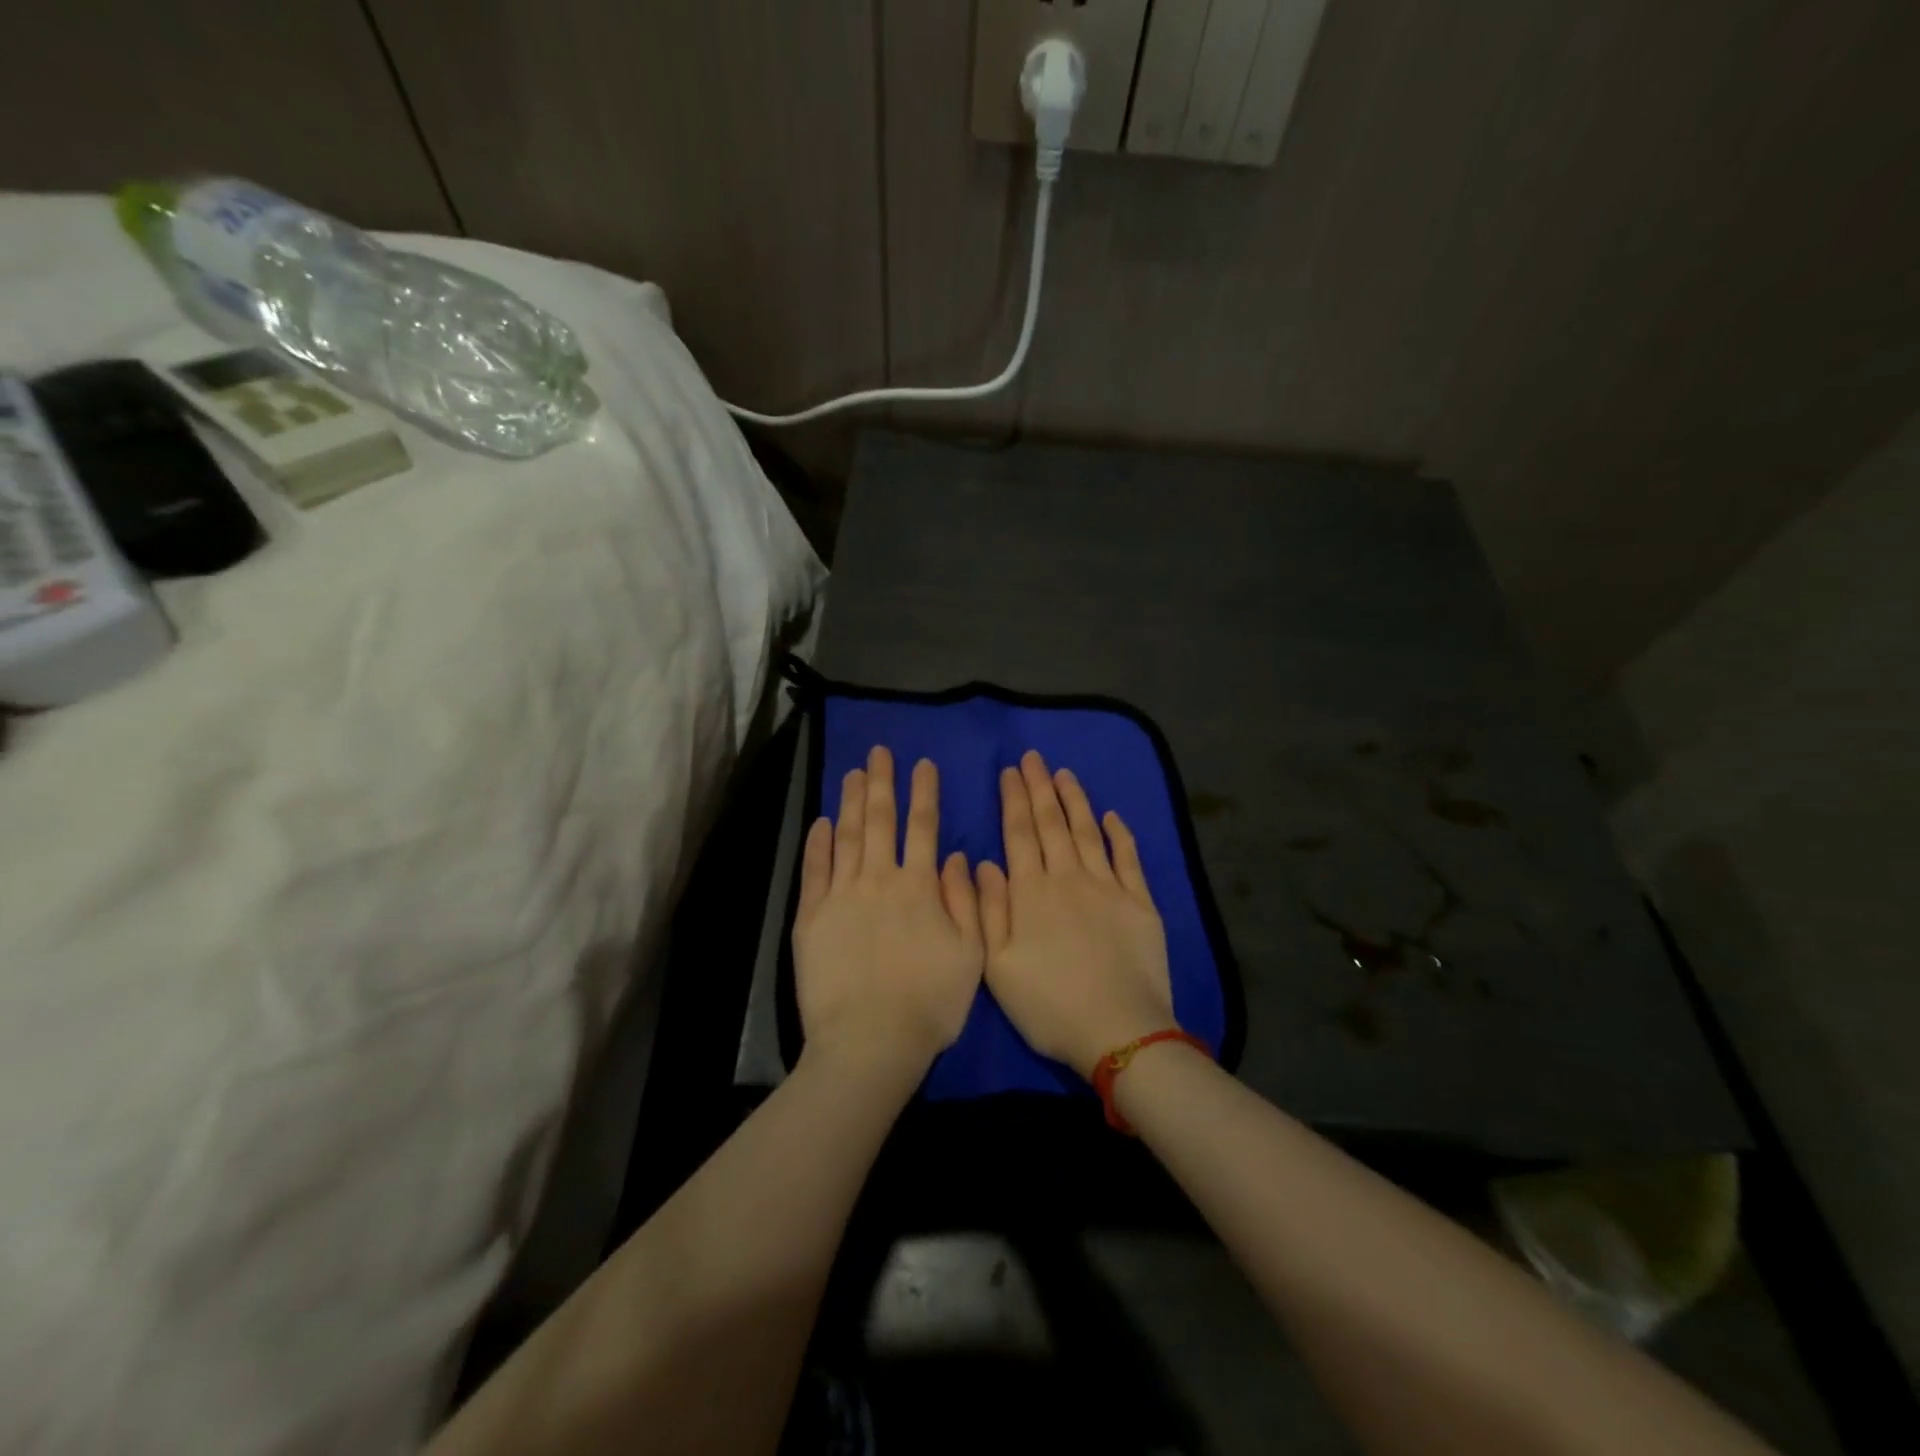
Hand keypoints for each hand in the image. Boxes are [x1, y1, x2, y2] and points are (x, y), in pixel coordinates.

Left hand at [793, 746, 984, 1081]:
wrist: (869, 1043)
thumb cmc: (929, 1004)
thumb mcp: (970, 955)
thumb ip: (966, 901)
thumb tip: (957, 857)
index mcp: (920, 887)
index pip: (923, 827)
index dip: (924, 793)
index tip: (923, 764)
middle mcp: (879, 880)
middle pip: (880, 821)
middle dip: (882, 783)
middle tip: (879, 752)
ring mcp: (841, 896)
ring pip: (847, 836)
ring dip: (850, 802)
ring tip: (853, 773)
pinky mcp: (811, 917)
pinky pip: (814, 870)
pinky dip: (818, 843)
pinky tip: (821, 822)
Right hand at [976, 750, 1177, 1078]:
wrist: (1119, 1032)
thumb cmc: (1049, 1005)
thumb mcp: (998, 966)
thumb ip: (988, 910)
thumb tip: (981, 862)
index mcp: (1032, 893)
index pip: (1019, 833)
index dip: (1014, 800)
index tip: (1010, 772)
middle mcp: (1069, 878)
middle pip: (1052, 824)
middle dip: (1040, 787)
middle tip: (1034, 757)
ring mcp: (1108, 888)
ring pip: (1088, 832)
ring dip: (1075, 800)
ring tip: (1065, 774)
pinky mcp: (1140, 902)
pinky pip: (1128, 858)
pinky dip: (1120, 834)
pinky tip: (1112, 816)